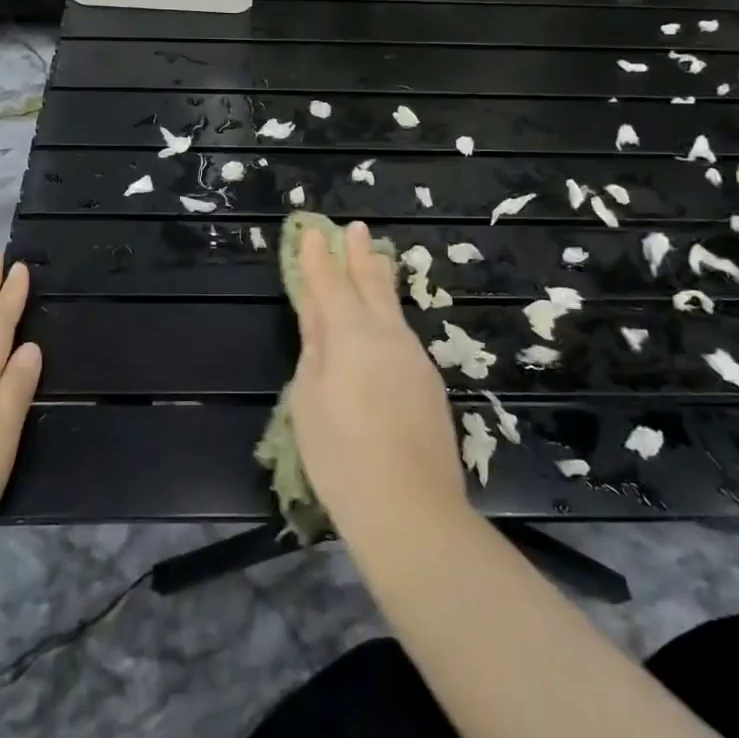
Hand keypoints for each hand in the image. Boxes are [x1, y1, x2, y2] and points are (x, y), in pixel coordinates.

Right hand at [287, 222, 467, 542]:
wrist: (410, 508)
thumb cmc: (341, 455)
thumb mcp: (309, 399)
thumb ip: (315, 350)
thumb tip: (320, 318)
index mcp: (351, 335)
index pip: (329, 284)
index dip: (318, 257)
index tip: (312, 231)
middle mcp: (387, 336)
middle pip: (370, 285)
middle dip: (360, 256)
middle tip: (357, 229)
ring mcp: (414, 358)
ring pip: (392, 308)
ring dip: (379, 281)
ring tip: (375, 260)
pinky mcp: (429, 382)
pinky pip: (403, 336)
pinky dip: (389, 317)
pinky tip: (386, 322)